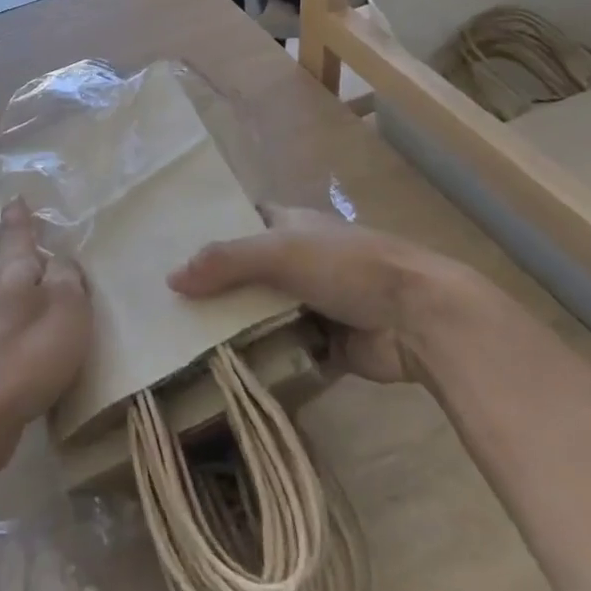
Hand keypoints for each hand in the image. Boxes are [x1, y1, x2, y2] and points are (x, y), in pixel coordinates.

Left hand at [0, 202, 90, 445]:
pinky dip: (16, 344)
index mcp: (9, 273)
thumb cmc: (25, 356)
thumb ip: (68, 279)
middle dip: (28, 271)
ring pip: (3, 309)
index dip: (20, 217)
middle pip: (8, 273)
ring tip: (48, 324)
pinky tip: (30, 365)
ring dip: (22, 311)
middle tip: (52, 273)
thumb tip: (60, 261)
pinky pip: (0, 342)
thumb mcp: (66, 310)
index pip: (17, 234)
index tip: (15, 198)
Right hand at [167, 205, 485, 383]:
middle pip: (248, 272)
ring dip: (237, 327)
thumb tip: (171, 279)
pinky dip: (264, 359)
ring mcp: (315, 303)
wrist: (421, 319)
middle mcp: (301, 260)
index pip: (243, 220)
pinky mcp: (327, 344)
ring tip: (185, 340)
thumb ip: (225, 262)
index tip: (172, 248)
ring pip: (264, 313)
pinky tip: (225, 370)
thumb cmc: (349, 267)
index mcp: (292, 225)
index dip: (212, 230)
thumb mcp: (280, 252)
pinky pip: (285, 350)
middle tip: (169, 305)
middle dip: (217, 287)